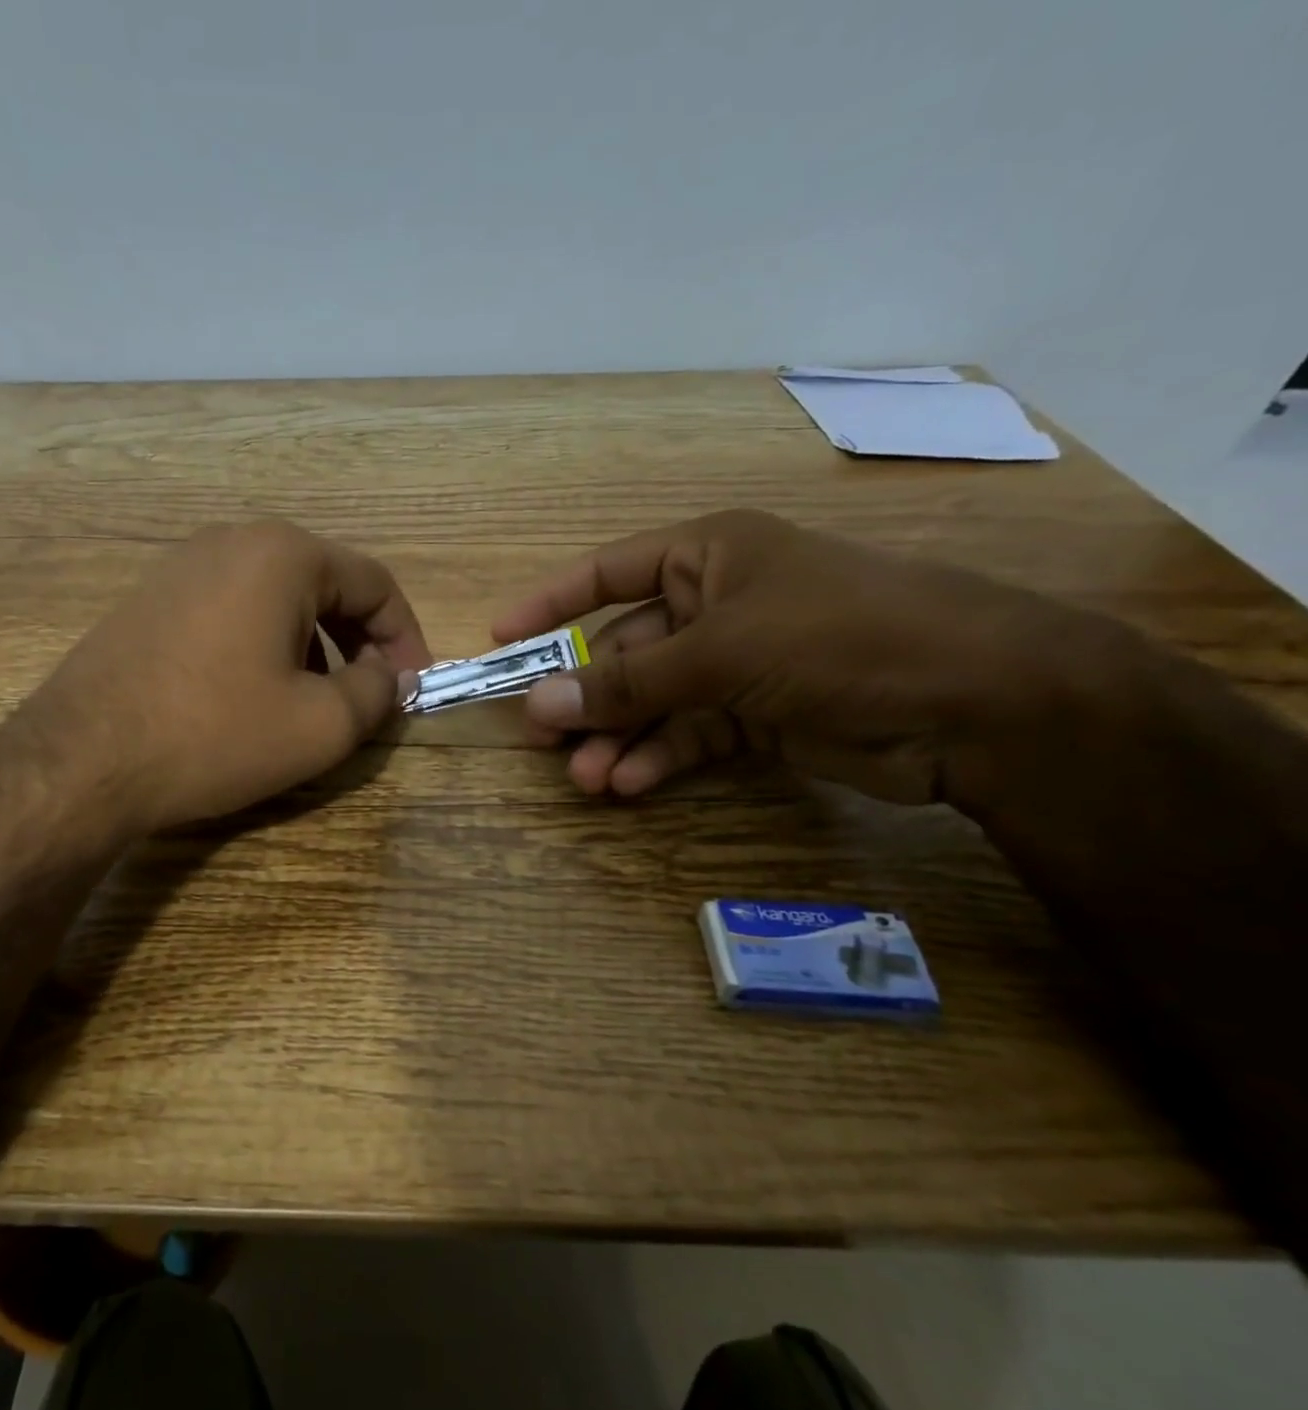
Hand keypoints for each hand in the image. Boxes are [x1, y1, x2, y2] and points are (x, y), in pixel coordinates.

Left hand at [26, 521, 432, 833]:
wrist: (81, 760)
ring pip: (277, 600)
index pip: (375, 584)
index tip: (414, 688)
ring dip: (312, 648)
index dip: (406, 638)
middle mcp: (232, 541)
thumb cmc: (215, 734)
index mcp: (283, 554)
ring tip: (310, 704)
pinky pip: (232, 612)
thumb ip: (376, 692)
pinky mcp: (150, 599)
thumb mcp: (320, 725)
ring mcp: (182, 566)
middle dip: (358, 644)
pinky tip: (252, 697)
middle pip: (325, 586)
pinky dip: (263, 647)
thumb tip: (389, 677)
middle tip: (367, 699)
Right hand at [491, 509, 1094, 803]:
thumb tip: (537, 704)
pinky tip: (628, 784)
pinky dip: (659, 758)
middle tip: (542, 736)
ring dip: (619, 738)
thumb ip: (627, 683)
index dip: (552, 604)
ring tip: (585, 778)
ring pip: (655, 700)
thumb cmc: (837, 636)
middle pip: (628, 649)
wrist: (977, 703)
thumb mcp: (720, 652)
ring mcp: (740, 662)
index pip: (609, 571)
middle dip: (588, 696)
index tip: (501, 639)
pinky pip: (690, 733)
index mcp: (708, 556)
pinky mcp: (760, 715)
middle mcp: (718, 603)